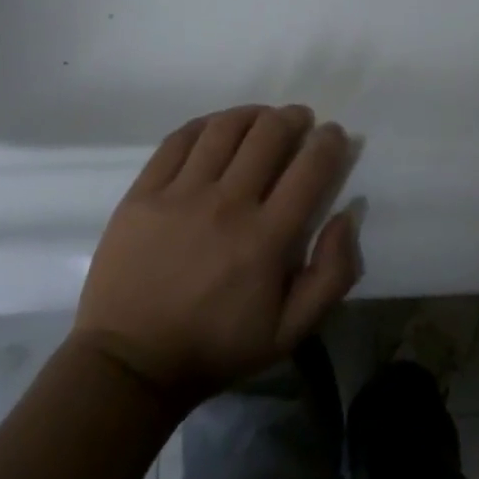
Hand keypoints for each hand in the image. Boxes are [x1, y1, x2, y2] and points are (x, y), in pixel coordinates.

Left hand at [69, 105, 359, 410]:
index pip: (310, 168)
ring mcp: (180, 194)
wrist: (130, 363)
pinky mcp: (144, 192)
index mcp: (266, 239)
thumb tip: (348, 214)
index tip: (333, 135)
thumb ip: (332, 274)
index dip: (329, 142)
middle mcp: (227, 205)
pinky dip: (206, 124)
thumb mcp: (290, 331)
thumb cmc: (216, 347)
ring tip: (262, 119)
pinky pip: (179, 139)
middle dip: (293, 118)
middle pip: (269, 134)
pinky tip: (217, 129)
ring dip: (253, 114)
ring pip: (225, 128)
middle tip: (300, 121)